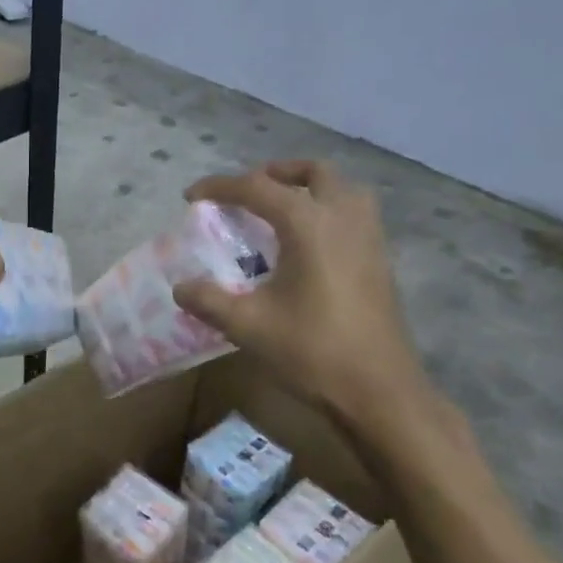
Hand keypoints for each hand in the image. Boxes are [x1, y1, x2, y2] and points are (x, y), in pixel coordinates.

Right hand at [173, 161, 434, 438]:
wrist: (378, 390)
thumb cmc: (311, 350)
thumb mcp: (247, 325)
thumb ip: (208, 300)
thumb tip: (181, 287)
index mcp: (308, 224)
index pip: (257, 187)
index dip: (220, 187)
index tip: (192, 196)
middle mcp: (343, 217)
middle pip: (313, 172)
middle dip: (275, 174)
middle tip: (246, 193)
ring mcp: (370, 237)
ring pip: (342, 189)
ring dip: (309, 188)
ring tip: (280, 211)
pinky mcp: (381, 261)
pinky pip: (354, 214)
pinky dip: (327, 211)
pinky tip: (307, 246)